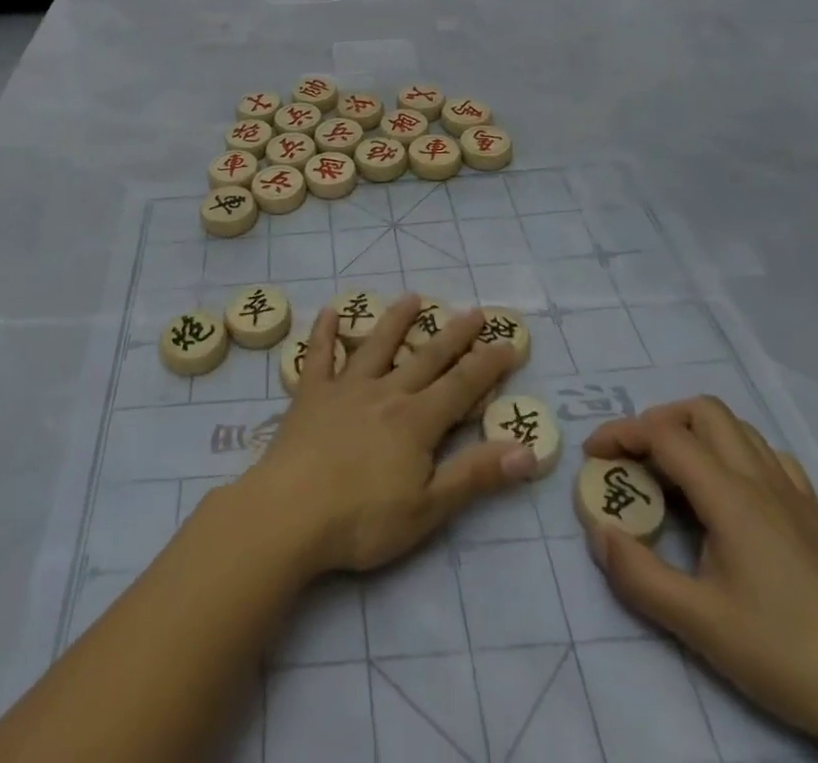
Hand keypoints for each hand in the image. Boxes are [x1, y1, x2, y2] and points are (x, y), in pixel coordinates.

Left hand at [234, 295, 537, 577]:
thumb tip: (527, 451)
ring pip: (377, 345)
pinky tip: (328, 311)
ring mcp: (345, 388)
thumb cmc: (362, 520)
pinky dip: (324, 331)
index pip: (461, 386)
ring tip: (412, 297)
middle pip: (426, 358)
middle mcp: (385, 392)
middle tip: (473, 311)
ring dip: (396, 320)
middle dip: (453, 335)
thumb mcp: (428, 508)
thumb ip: (475, 476)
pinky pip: (319, 355)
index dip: (487, 365)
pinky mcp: (310, 393)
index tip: (508, 342)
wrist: (290, 512)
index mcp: (416, 421)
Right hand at [582, 398, 817, 758]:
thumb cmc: (782, 654)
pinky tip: (728, 491)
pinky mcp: (814, 513)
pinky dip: (734, 452)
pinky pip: (767, 454)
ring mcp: (793, 492)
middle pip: (702, 411)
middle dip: (657, 421)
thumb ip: (637, 574)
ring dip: (695, 432)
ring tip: (674, 473)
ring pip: (736, 426)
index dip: (621, 434)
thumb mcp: (697, 623)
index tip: (593, 456)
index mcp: (731, 496)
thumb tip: (598, 530)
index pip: (664, 434)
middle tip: (634, 459)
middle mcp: (761, 478)